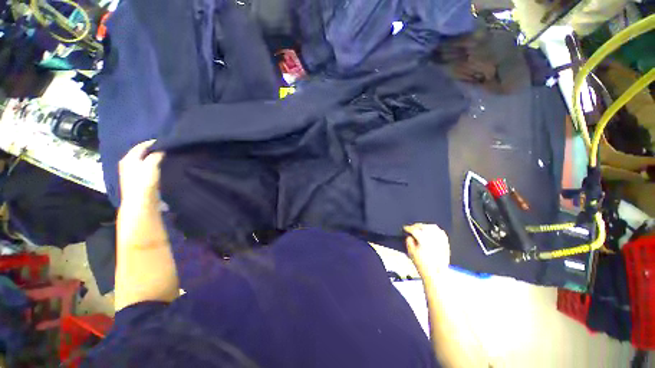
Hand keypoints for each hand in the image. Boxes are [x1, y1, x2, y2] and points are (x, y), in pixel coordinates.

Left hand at [119, 140, 163, 204]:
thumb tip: (161, 151)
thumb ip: (155, 156)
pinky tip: (159, 168)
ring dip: (151, 159)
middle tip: (164, 148)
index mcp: (128, 159)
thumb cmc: (144, 182)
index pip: (140, 146)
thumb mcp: (151, 165)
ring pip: (143, 162)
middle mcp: (127, 165)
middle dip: (151, 151)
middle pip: (140, 154)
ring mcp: (131, 174)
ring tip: (164, 157)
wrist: (141, 203)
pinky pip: (145, 169)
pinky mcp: (138, 182)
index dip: (151, 143)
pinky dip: (152, 166)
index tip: (164, 142)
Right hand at [404, 223, 449, 277]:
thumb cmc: (423, 266)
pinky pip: (441, 232)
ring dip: (425, 226)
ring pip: (433, 227)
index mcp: (423, 241)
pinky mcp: (446, 244)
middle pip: (424, 227)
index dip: (409, 228)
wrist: (436, 275)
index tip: (405, 228)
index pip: (415, 230)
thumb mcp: (411, 253)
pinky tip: (432, 231)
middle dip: (416, 226)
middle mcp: (433, 239)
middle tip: (412, 227)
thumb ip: (409, 242)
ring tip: (421, 227)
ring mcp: (440, 241)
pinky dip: (435, 229)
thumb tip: (410, 236)